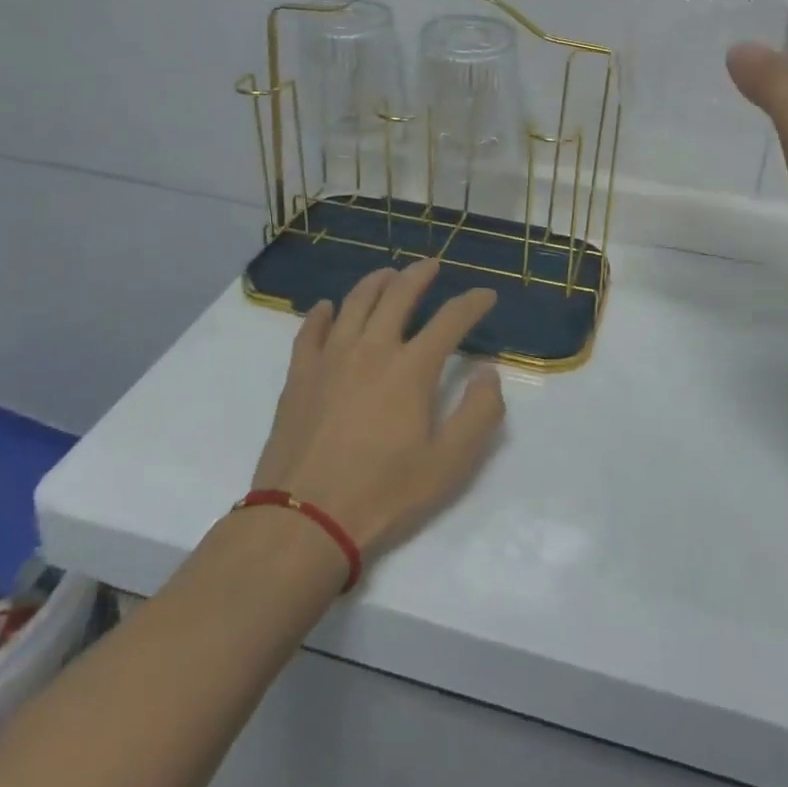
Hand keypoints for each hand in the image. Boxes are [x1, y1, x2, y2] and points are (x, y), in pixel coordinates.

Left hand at [249, 258, 506, 559]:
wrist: (304, 520)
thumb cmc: (384, 494)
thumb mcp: (449, 464)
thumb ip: (478, 414)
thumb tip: (487, 373)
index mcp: (412, 368)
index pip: (450, 320)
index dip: (472, 303)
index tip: (486, 295)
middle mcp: (372, 349)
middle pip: (398, 295)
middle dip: (420, 275)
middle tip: (431, 266)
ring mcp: (331, 357)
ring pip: (355, 302)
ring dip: (375, 283)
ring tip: (387, 275)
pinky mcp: (300, 374)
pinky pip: (310, 329)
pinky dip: (323, 312)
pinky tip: (327, 308)